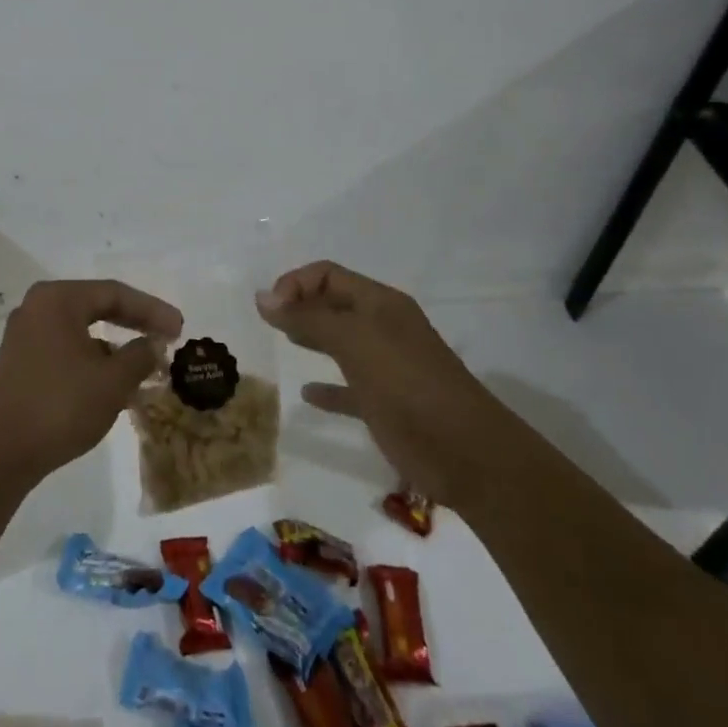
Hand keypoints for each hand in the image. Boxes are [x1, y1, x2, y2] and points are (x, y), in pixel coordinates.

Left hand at [0, 279, 183, 479]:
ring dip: (114, 347)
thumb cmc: (60, 405)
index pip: (114, 293)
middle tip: (167, 338)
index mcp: (57, 299)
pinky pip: (66, 350)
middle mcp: (37, 308)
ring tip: (145, 367)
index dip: (151, 310)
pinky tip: (113, 385)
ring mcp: (25, 336)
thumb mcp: (112, 381)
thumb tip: (152, 344)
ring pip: (81, 332)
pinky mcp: (19, 363)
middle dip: (134, 324)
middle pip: (96, 307)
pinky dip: (92, 361)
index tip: (179, 329)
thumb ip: (139, 355)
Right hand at [255, 260, 492, 502]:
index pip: (328, 274)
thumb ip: (308, 317)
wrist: (465, 452)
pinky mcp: (384, 404)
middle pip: (333, 304)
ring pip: (339, 342)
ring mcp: (385, 366)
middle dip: (300, 305)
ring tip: (281, 340)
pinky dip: (326, 387)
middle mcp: (382, 327)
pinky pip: (347, 388)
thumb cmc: (406, 383)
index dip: (296, 283)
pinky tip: (307, 393)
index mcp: (380, 303)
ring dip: (310, 338)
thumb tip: (262, 297)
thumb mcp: (354, 341)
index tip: (270, 309)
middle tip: (268, 321)